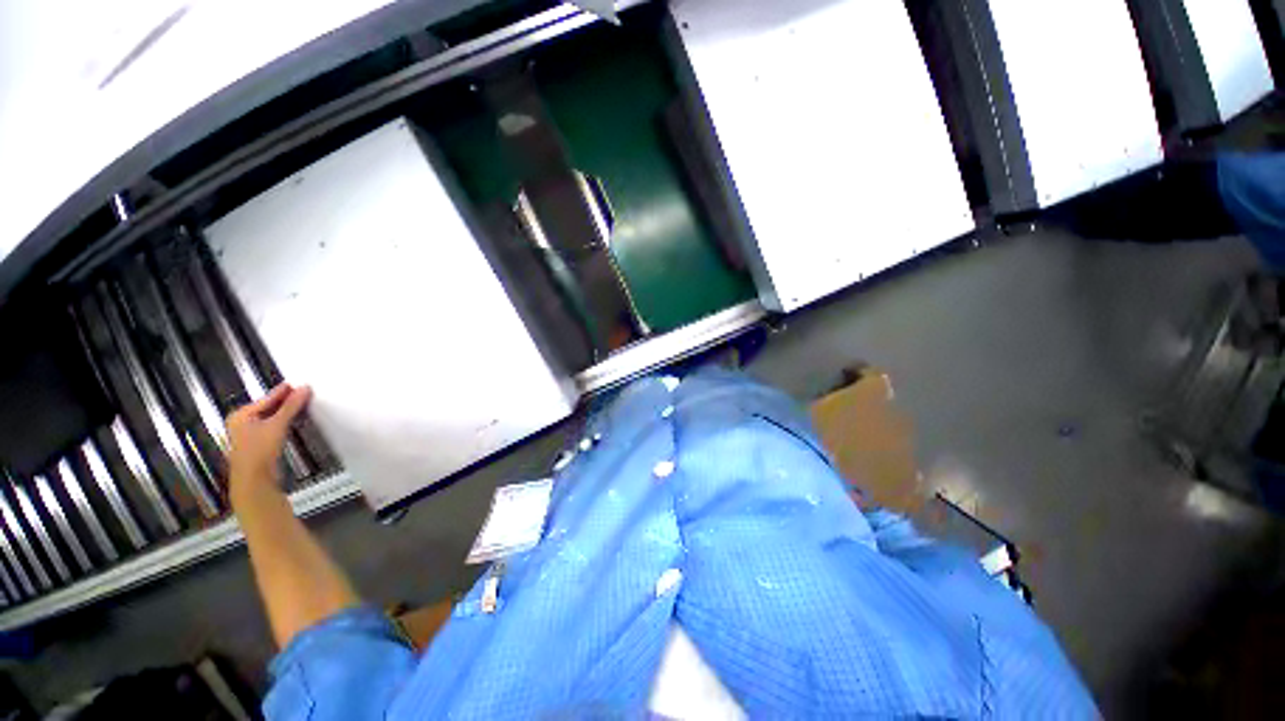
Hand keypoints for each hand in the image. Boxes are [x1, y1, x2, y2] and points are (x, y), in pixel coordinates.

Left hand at [226, 383, 311, 498]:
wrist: (254, 480)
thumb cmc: (260, 450)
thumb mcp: (277, 424)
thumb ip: (291, 406)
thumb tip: (305, 388)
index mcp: (241, 414)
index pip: (267, 398)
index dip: (284, 391)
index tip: (300, 384)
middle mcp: (241, 422)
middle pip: (268, 407)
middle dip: (285, 402)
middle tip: (303, 393)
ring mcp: (247, 434)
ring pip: (270, 417)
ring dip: (286, 412)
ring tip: (302, 404)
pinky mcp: (256, 444)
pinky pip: (271, 426)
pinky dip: (283, 422)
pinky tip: (293, 420)